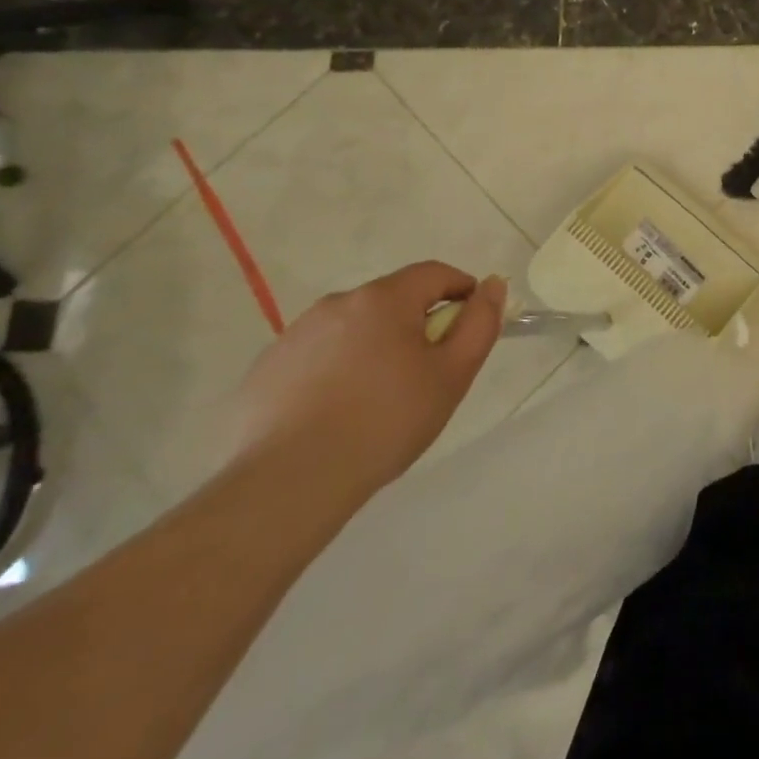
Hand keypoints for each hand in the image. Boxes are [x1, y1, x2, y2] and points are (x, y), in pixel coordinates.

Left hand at [231, 261, 507, 503]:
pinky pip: (317, 357)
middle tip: (425, 374)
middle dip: (415, 325)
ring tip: (377, 401)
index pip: (435, 273)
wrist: (287, 485)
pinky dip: (335, 372)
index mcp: (384, 298)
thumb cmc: (384, 423)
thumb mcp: (452, 375)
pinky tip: (335, 415)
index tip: (468, 327)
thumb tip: (492, 285)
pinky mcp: (266, 369)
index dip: (460, 291)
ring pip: (354, 328)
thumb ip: (479, 324)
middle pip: (393, 300)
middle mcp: (338, 303)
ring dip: (374, 347)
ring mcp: (296, 335)